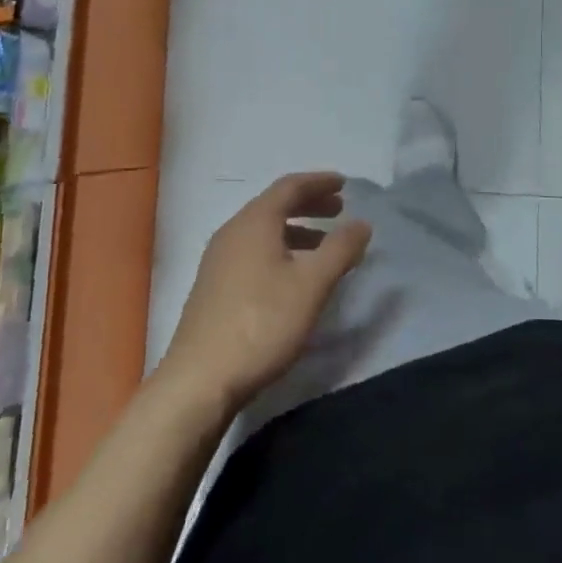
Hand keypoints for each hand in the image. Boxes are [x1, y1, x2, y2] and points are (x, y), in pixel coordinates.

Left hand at [157, 172, 371, 414]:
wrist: (200, 380)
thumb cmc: (262, 323)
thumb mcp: (311, 285)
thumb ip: (340, 249)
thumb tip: (362, 223)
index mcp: (254, 222)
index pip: (290, 187)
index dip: (319, 182)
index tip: (344, 184)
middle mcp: (232, 232)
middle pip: (274, 205)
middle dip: (309, 204)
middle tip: (338, 210)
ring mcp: (218, 260)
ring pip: (263, 231)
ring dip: (295, 230)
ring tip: (322, 245)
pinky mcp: (213, 286)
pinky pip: (252, 251)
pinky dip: (279, 249)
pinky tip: (292, 276)